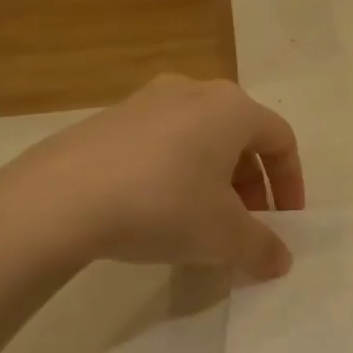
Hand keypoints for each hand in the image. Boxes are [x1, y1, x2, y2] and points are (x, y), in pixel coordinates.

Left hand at [0, 76, 305, 277]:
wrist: (61, 198)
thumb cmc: (164, 204)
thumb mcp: (223, 236)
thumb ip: (261, 247)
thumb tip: (281, 260)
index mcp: (231, 108)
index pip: (280, 139)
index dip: (291, 182)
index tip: (284, 221)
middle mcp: (193, 92)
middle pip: (239, 136)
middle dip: (251, 183)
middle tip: (244, 223)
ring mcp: (146, 100)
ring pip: (199, 138)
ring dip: (213, 178)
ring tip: (201, 219)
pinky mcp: (109, 119)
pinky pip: (161, 142)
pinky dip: (175, 172)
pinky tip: (156, 209)